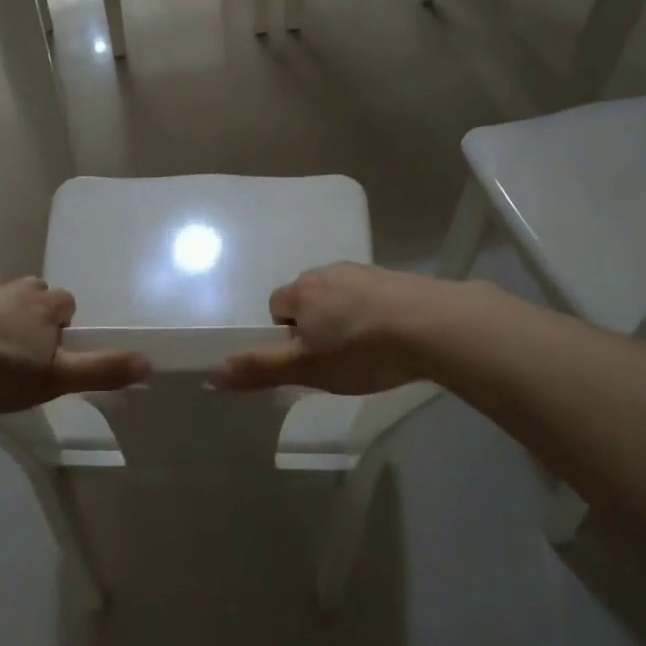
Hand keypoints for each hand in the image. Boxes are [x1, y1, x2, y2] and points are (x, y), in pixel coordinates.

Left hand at [0, 276, 148, 414]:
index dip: (64, 326)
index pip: (67, 303)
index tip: (53, 354)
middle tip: (23, 352)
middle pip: (33, 293)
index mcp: (42, 305)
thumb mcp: (56, 379)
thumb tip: (150, 362)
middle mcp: (12, 289)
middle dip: (33, 314)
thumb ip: (102, 370)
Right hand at [213, 263, 445, 394]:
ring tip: (368, 352)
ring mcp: (365, 272)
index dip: (285, 335)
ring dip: (345, 319)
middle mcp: (328, 272)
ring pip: (341, 297)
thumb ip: (260, 369)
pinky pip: (371, 297)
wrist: (433, 325)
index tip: (308, 359)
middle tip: (336, 359)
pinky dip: (373, 315)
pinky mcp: (396, 278)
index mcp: (302, 290)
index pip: (276, 306)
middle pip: (309, 299)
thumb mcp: (306, 369)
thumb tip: (212, 373)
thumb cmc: (360, 350)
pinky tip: (392, 339)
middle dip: (315, 325)